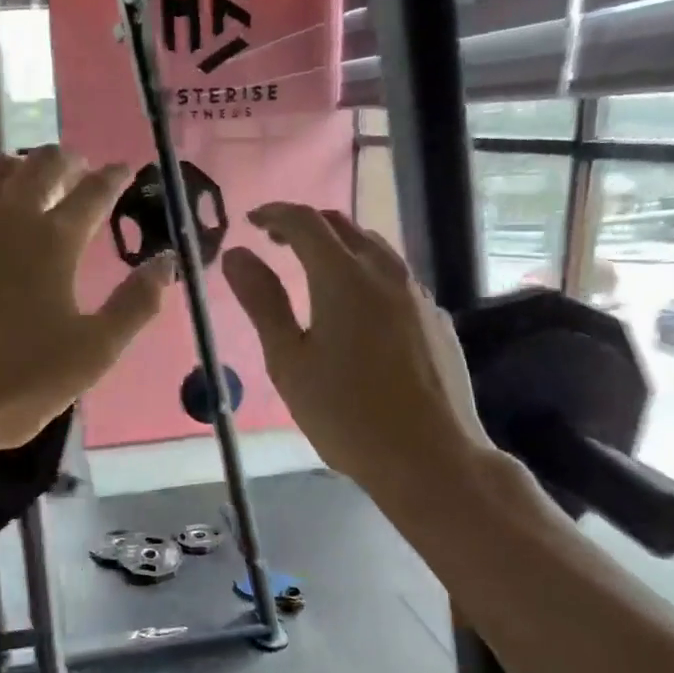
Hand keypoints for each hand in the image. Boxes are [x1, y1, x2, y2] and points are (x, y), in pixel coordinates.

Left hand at [0, 147, 175, 466]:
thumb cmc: (11, 385)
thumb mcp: (91, 355)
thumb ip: (135, 306)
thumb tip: (167, 262)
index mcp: (54, 243)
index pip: (93, 195)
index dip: (112, 178)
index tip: (123, 168)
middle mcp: (6, 217)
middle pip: (41, 168)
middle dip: (65, 161)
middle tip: (76, 164)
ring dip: (15, 164)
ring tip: (24, 170)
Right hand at [222, 203, 488, 501]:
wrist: (430, 457)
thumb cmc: (346, 414)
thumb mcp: (289, 361)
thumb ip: (263, 302)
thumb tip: (236, 255)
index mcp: (342, 277)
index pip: (304, 222)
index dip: (274, 214)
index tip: (251, 222)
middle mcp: (385, 273)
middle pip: (343, 227)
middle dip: (306, 225)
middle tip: (276, 242)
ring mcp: (418, 295)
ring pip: (375, 249)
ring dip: (340, 247)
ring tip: (315, 269)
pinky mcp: (437, 320)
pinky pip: (397, 280)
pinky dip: (368, 275)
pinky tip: (360, 310)